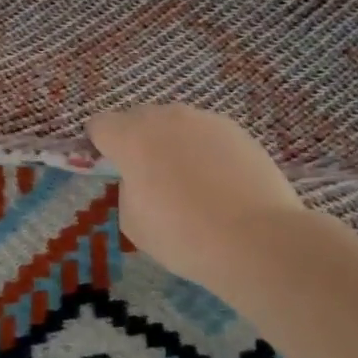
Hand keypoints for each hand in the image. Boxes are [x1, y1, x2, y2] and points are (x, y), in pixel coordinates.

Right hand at [86, 104, 302, 289]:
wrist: (258, 239)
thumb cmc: (183, 235)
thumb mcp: (133, 222)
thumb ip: (128, 189)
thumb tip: (143, 179)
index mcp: (130, 137)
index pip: (99, 125)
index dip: (99, 146)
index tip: (110, 170)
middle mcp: (165, 117)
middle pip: (137, 119)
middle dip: (136, 141)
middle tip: (149, 179)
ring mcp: (204, 120)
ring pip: (175, 125)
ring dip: (172, 144)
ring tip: (189, 183)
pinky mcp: (237, 130)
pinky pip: (206, 135)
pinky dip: (204, 152)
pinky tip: (219, 184)